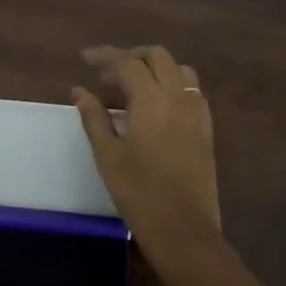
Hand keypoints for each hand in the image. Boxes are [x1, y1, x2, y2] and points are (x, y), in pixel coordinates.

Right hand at [72, 45, 224, 261]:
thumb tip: (79, 90)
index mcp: (152, 101)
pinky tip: (154, 109)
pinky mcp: (206, 129)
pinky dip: (171, 86)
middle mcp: (179, 98)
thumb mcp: (107, 155)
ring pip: (178, 70)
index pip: (128, 63)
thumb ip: (94, 117)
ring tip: (130, 92)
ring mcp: (197, 112)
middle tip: (106, 77)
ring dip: (153, 70)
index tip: (84, 59)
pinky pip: (191, 91)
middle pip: (157, 57)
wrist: (184, 230)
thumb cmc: (139, 193)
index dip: (104, 56)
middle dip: (131, 58)